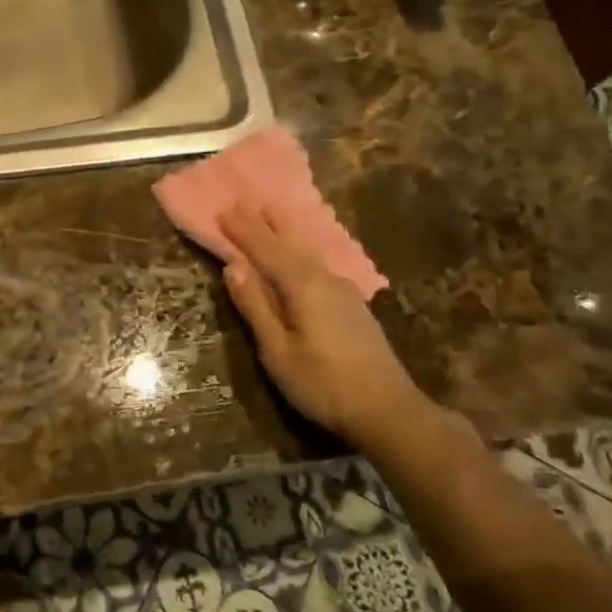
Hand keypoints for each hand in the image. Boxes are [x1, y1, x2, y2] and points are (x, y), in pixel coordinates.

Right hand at [218, 203, 432, 447]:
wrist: (388, 410)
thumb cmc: (323, 384)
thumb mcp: (277, 351)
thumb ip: (255, 307)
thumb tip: (232, 266)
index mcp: (301, 286)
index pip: (265, 249)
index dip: (243, 230)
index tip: (223, 209)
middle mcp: (323, 278)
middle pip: (288, 243)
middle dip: (264, 223)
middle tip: (243, 201)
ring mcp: (342, 290)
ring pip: (306, 251)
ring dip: (285, 232)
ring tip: (271, 213)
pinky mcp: (352, 303)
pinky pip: (318, 262)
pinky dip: (300, 249)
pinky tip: (302, 252)